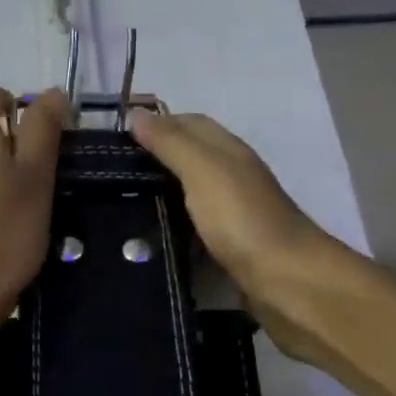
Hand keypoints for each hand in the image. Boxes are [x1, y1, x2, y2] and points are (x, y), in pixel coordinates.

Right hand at [130, 109, 345, 365]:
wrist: (286, 282)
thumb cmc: (242, 219)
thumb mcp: (203, 170)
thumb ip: (170, 143)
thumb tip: (135, 113)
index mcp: (229, 152)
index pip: (190, 124)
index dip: (157, 124)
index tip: (116, 138)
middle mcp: (233, 178)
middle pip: (189, 159)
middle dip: (153, 161)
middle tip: (109, 175)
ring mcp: (233, 215)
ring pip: (190, 196)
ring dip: (160, 197)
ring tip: (117, 207)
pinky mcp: (229, 249)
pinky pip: (193, 230)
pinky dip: (171, 229)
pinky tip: (146, 240)